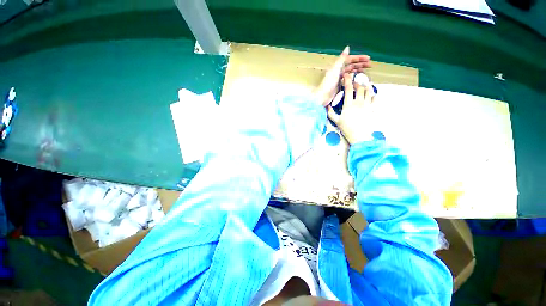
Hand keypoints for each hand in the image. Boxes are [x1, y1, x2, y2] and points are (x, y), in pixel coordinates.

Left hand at [314, 46, 370, 106]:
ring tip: (367, 71)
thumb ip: (341, 59)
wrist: (323, 96)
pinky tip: (359, 79)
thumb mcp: (335, 70)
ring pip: (351, 72)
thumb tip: (347, 48)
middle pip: (351, 66)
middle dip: (361, 64)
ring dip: (358, 71)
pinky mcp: (339, 86)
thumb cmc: (328, 83)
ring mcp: (339, 79)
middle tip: (370, 65)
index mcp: (337, 67)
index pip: (350, 60)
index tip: (368, 58)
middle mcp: (338, 71)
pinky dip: (354, 78)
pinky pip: (349, 80)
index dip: (359, 58)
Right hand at [327, 73, 376, 144]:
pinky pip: (374, 98)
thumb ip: (330, 112)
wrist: (360, 135)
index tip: (346, 76)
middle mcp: (359, 102)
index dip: (347, 80)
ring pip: (368, 91)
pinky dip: (373, 94)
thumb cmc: (347, 128)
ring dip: (365, 86)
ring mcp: (367, 104)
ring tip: (363, 85)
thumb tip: (327, 106)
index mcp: (349, 104)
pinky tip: (371, 94)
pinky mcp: (372, 108)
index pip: (348, 88)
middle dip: (357, 83)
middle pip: (360, 87)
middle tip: (355, 83)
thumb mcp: (336, 121)